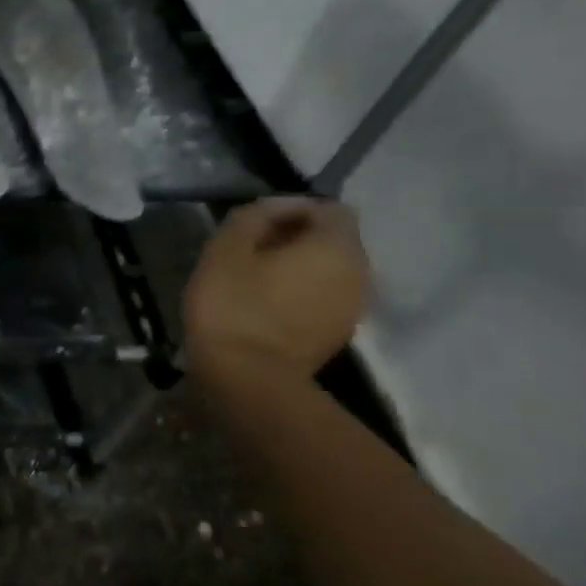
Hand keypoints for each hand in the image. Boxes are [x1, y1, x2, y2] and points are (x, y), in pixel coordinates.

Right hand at [182, 196, 367, 381]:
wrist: (247, 379)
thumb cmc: (233, 305)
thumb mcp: (227, 248)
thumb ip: (255, 215)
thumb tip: (277, 206)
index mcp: (335, 247)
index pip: (330, 209)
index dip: (293, 209)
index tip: (255, 224)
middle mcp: (358, 273)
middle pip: (333, 240)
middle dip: (296, 238)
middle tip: (250, 250)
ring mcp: (353, 307)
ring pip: (329, 270)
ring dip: (298, 267)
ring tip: (256, 278)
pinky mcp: (338, 334)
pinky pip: (323, 297)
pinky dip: (300, 293)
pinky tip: (265, 305)